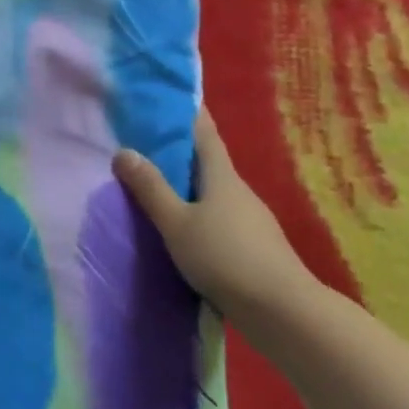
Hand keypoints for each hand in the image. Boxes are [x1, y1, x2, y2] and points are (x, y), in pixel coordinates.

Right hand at [113, 110, 317, 326]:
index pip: (205, 133)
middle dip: (181, 151)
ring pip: (214, 193)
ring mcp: (251, 221)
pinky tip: (184, 231)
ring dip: (190, 187)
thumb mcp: (176, 223)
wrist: (285, 313)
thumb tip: (123, 151)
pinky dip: (200, 214)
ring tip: (158, 188)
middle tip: (147, 143)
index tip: (173, 96)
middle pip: (209, 162)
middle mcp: (239, 191)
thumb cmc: (225, 257)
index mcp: (222, 176)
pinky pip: (221, 219)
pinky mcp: (255, 248)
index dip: (190, 112)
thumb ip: (150, 189)